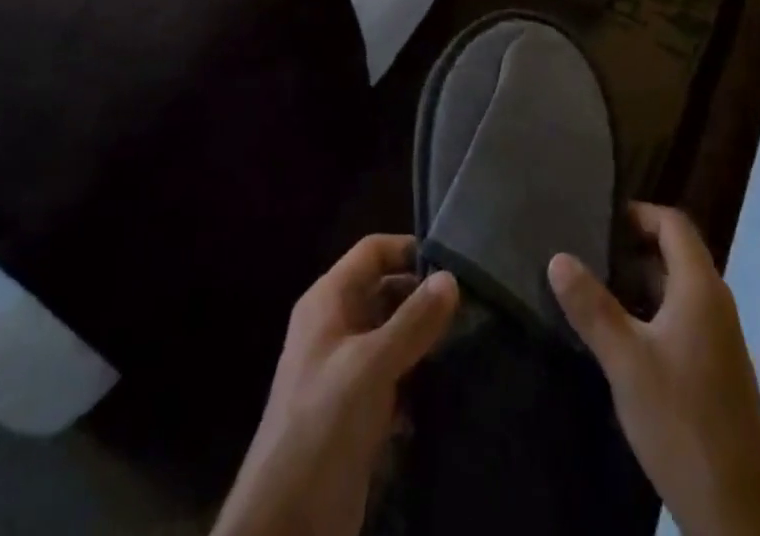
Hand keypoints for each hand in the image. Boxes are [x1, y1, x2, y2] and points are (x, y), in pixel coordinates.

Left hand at [213, 235, 458, 535]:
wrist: (287, 524)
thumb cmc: (323, 424)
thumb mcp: (371, 365)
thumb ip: (412, 321)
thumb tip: (451, 278)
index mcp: (327, 301)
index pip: (372, 252)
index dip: (408, 250)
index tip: (453, 263)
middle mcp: (335, 327)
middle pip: (385, 292)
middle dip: (423, 298)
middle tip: (471, 307)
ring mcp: (346, 371)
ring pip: (392, 337)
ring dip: (424, 341)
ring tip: (470, 342)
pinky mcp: (358, 412)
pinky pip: (394, 379)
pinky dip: (418, 380)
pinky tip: (449, 388)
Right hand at [549, 203, 759, 535]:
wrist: (740, 516)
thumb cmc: (682, 422)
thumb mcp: (626, 362)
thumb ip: (592, 307)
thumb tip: (558, 256)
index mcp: (700, 289)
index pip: (673, 224)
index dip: (639, 214)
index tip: (598, 220)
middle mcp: (716, 304)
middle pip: (676, 254)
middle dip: (632, 248)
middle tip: (586, 252)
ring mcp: (720, 340)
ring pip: (677, 290)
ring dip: (640, 284)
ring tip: (593, 290)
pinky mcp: (717, 371)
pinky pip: (682, 320)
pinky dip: (652, 314)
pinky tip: (620, 340)